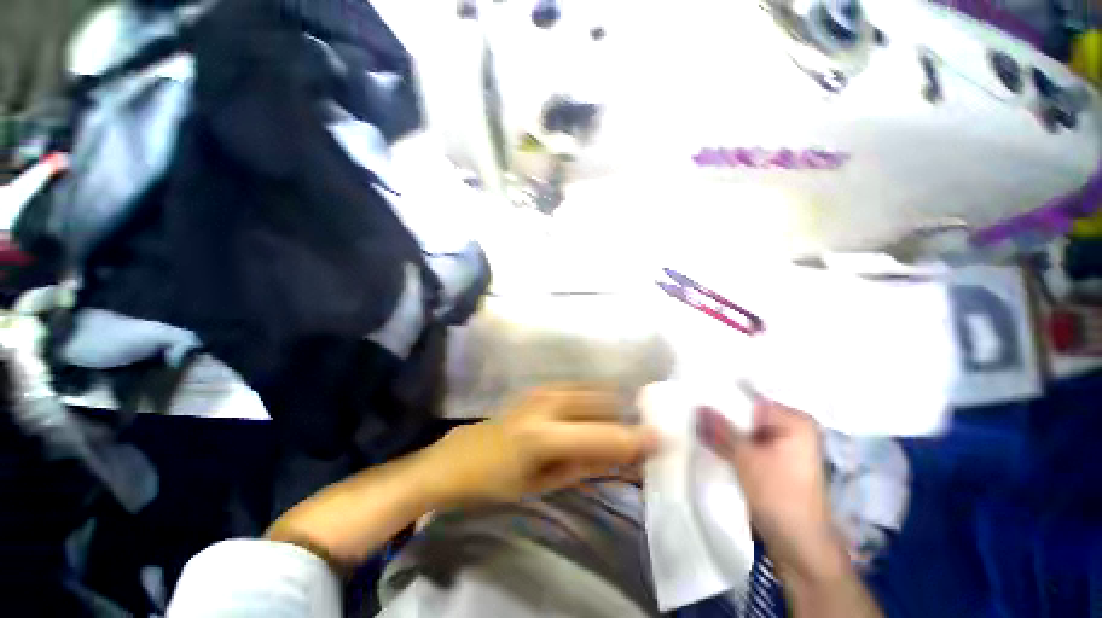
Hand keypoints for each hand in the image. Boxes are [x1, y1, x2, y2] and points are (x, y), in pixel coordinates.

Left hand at [422, 387, 659, 504]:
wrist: (460, 458)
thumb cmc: (498, 481)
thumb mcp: (545, 483)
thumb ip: (587, 465)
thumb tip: (623, 456)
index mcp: (545, 435)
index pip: (603, 435)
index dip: (634, 439)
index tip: (661, 439)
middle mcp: (548, 402)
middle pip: (603, 403)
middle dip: (625, 419)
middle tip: (641, 435)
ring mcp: (544, 389)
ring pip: (593, 391)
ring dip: (611, 407)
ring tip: (622, 425)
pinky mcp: (542, 386)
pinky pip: (580, 388)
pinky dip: (596, 400)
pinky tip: (599, 414)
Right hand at [697, 398, 840, 579]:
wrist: (800, 546)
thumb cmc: (780, 496)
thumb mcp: (746, 459)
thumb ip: (720, 430)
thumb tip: (698, 406)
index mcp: (795, 421)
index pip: (751, 399)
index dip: (722, 398)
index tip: (696, 397)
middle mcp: (792, 429)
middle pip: (748, 415)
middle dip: (721, 415)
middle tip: (692, 411)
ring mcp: (784, 447)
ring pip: (746, 431)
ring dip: (724, 432)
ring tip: (696, 424)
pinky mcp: (775, 463)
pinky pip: (748, 445)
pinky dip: (731, 444)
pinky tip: (710, 442)